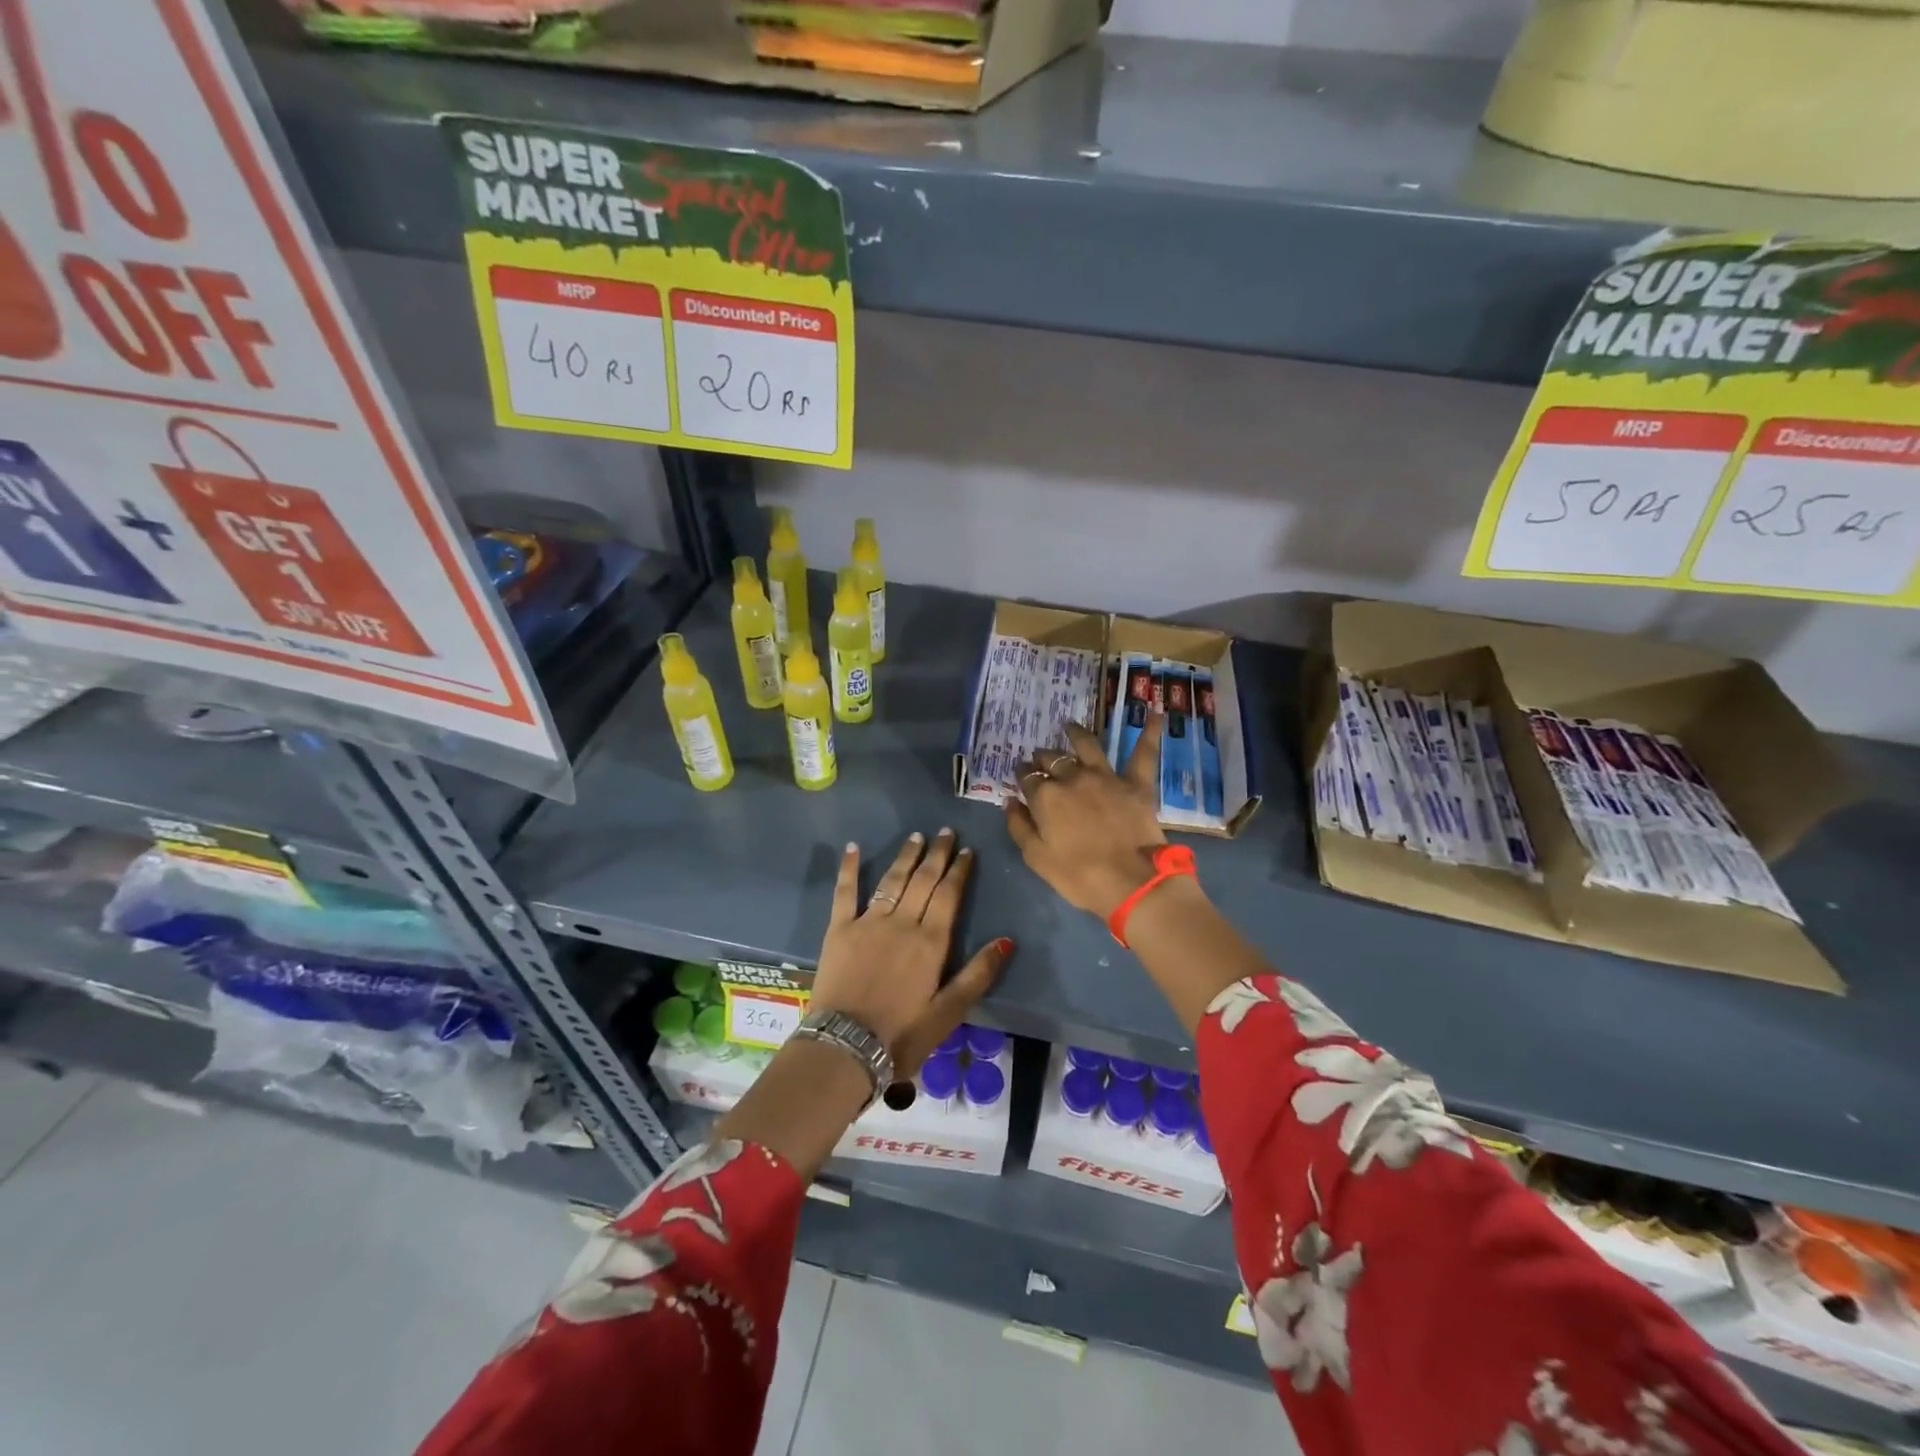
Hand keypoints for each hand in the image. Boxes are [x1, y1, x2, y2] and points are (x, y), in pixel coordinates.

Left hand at [810, 830, 1011, 1076]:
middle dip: (936, 854)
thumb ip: (978, 974)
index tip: (966, 850)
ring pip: (891, 880)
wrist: (845, 1047)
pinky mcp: (839, 930)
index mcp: (931, 942)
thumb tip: (1007, 940)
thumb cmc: (902, 1035)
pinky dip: (850, 868)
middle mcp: (902, 923)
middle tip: (945, 832)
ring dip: (905, 856)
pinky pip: (845, 892)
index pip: (949, 895)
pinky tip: (854, 847)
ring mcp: (868, 923)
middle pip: (923, 880)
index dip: (959, 870)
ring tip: (916, 836)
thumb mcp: (949, 1012)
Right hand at [1005, 716, 1167, 918]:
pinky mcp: (1135, 784)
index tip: (1021, 775)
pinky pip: (1143, 753)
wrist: (1132, 882)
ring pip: (1088, 746)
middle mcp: (1073, 778)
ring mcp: (1106, 777)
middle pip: (1053, 759)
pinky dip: (1149, 732)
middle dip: (1043, 757)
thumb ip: (1019, 826)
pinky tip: (1154, 713)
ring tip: (1069, 726)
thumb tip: (1009, 801)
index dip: (1023, 775)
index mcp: (1046, 797)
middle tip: (1040, 757)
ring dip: (1076, 734)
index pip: (1028, 778)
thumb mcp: (1037, 858)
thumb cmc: (1079, 876)